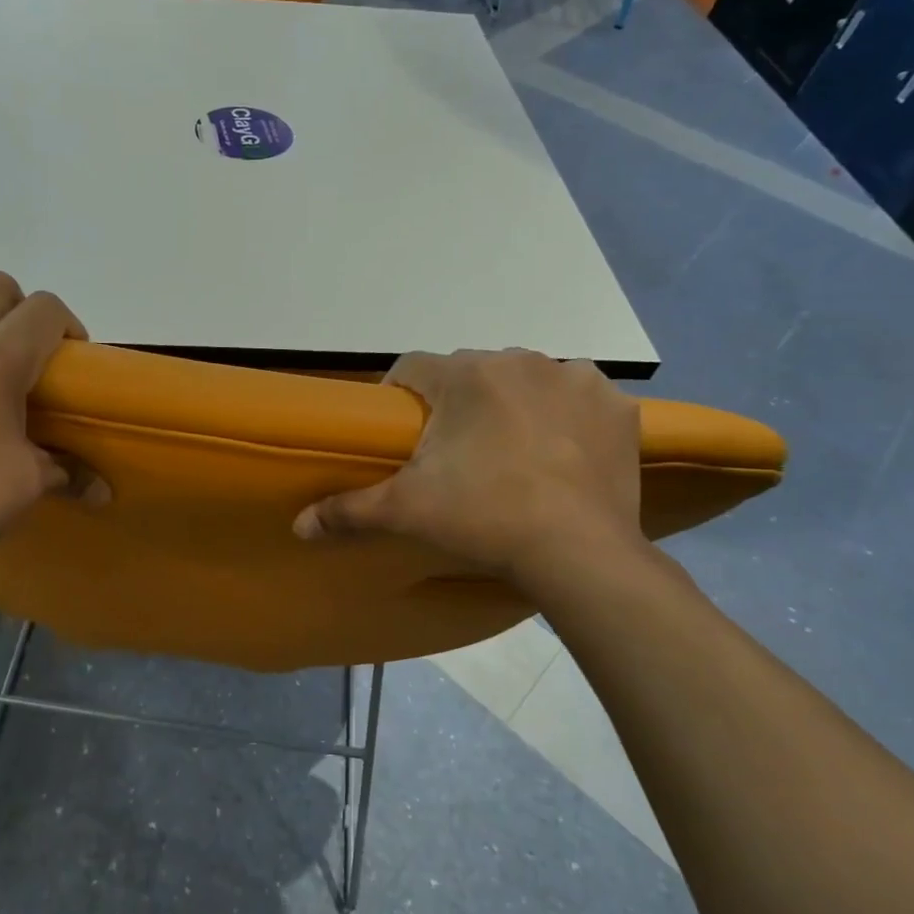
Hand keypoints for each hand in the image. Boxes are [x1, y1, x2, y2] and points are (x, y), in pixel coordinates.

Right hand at [293, 351, 650, 591]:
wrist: (579, 554)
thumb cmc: (483, 519)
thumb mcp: (405, 512)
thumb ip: (347, 511)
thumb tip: (297, 526)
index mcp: (464, 375)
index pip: (412, 368)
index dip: (400, 397)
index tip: (405, 434)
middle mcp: (518, 359)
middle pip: (470, 373)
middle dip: (459, 403)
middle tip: (458, 454)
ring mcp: (574, 378)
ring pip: (525, 379)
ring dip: (513, 403)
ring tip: (512, 453)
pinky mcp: (616, 405)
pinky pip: (578, 396)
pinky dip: (566, 414)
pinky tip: (562, 451)